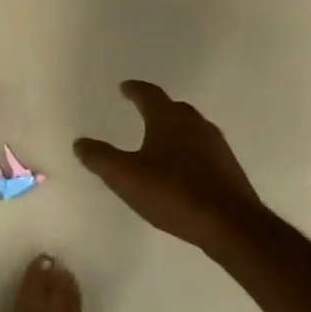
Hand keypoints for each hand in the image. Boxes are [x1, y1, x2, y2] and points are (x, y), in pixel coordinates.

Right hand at [74, 80, 265, 252]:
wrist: (230, 224)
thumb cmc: (173, 192)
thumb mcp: (126, 177)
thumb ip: (101, 158)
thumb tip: (80, 142)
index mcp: (168, 118)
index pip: (149, 94)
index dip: (134, 89)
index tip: (125, 87)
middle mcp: (195, 124)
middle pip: (173, 108)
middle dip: (156, 108)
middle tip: (141, 111)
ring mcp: (216, 145)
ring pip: (190, 128)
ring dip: (174, 130)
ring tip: (159, 141)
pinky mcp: (228, 167)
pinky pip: (202, 150)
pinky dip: (188, 151)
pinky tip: (181, 169)